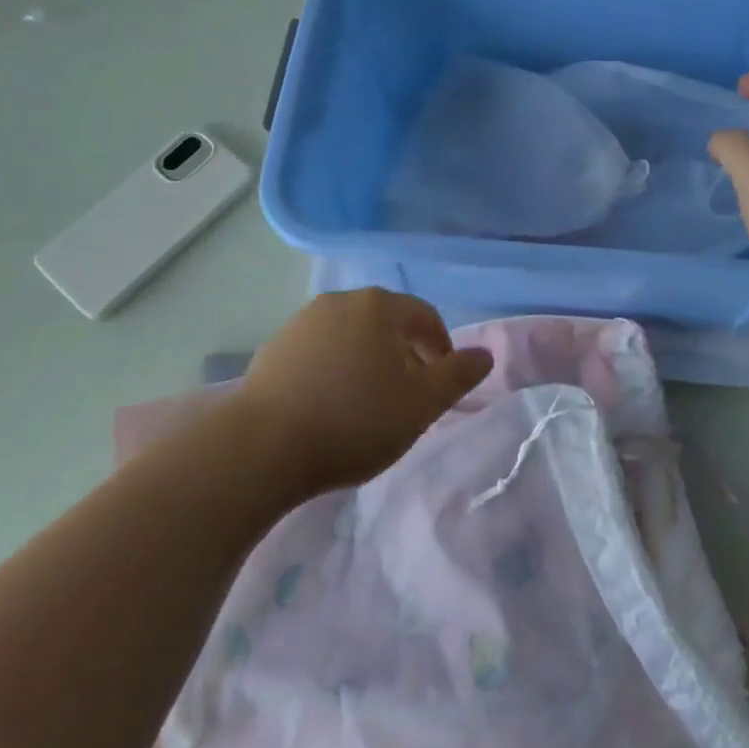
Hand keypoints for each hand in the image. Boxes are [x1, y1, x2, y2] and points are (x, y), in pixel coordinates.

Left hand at [237, 288, 493, 494]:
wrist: (263, 446)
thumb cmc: (356, 420)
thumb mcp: (422, 404)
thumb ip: (458, 375)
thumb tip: (484, 354)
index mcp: (380, 306)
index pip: (425, 317)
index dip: (441, 349)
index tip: (441, 384)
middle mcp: (341, 301)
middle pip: (387, 323)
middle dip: (404, 354)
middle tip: (407, 396)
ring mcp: (302, 321)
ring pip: (351, 336)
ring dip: (367, 361)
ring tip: (367, 403)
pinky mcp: (274, 347)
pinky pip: (319, 352)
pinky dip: (334, 369)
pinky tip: (329, 405)